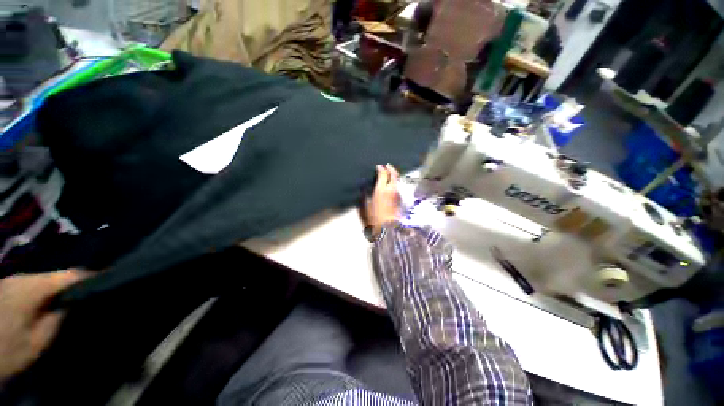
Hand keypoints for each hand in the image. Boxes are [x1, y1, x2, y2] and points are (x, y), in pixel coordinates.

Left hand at [0, 270, 88, 381]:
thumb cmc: (11, 349)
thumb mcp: (39, 340)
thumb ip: (58, 317)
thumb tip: (75, 300)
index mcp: (31, 288)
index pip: (68, 274)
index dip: (90, 275)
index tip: (109, 275)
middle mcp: (21, 277)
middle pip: (54, 274)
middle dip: (73, 281)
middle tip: (91, 288)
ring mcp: (11, 281)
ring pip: (42, 278)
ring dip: (58, 285)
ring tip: (73, 293)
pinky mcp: (7, 287)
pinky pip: (32, 283)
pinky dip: (45, 289)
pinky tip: (49, 298)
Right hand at [361, 164, 400, 236]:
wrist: (387, 227)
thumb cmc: (374, 217)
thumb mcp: (365, 205)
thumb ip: (365, 194)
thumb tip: (365, 186)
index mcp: (381, 189)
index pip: (383, 174)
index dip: (381, 168)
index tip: (378, 166)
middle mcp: (391, 189)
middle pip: (394, 174)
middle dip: (390, 168)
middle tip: (387, 165)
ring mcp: (397, 193)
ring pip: (397, 179)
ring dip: (393, 175)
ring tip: (389, 173)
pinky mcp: (400, 199)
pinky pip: (397, 186)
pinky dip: (394, 182)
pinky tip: (390, 184)